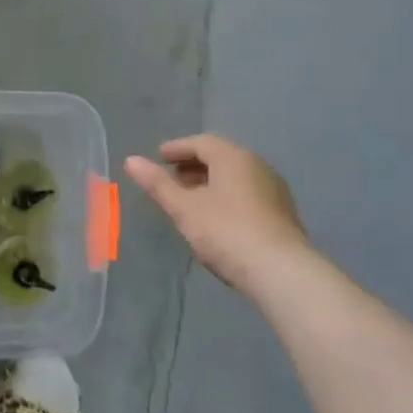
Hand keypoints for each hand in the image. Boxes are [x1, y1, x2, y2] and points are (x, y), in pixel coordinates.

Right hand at [125, 135, 307, 294]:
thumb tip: (131, 160)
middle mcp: (257, 165)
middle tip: (171, 176)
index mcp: (233, 157)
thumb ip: (157, 184)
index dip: (176, 148)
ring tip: (190, 197)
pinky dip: (227, 195)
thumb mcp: (184, 208)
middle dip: (193, 164)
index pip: (201, 142)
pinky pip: (247, 192)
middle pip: (220, 156)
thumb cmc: (225, 232)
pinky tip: (216, 216)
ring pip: (235, 176)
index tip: (158, 157)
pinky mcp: (282, 212)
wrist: (280, 270)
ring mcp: (273, 188)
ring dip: (210, 180)